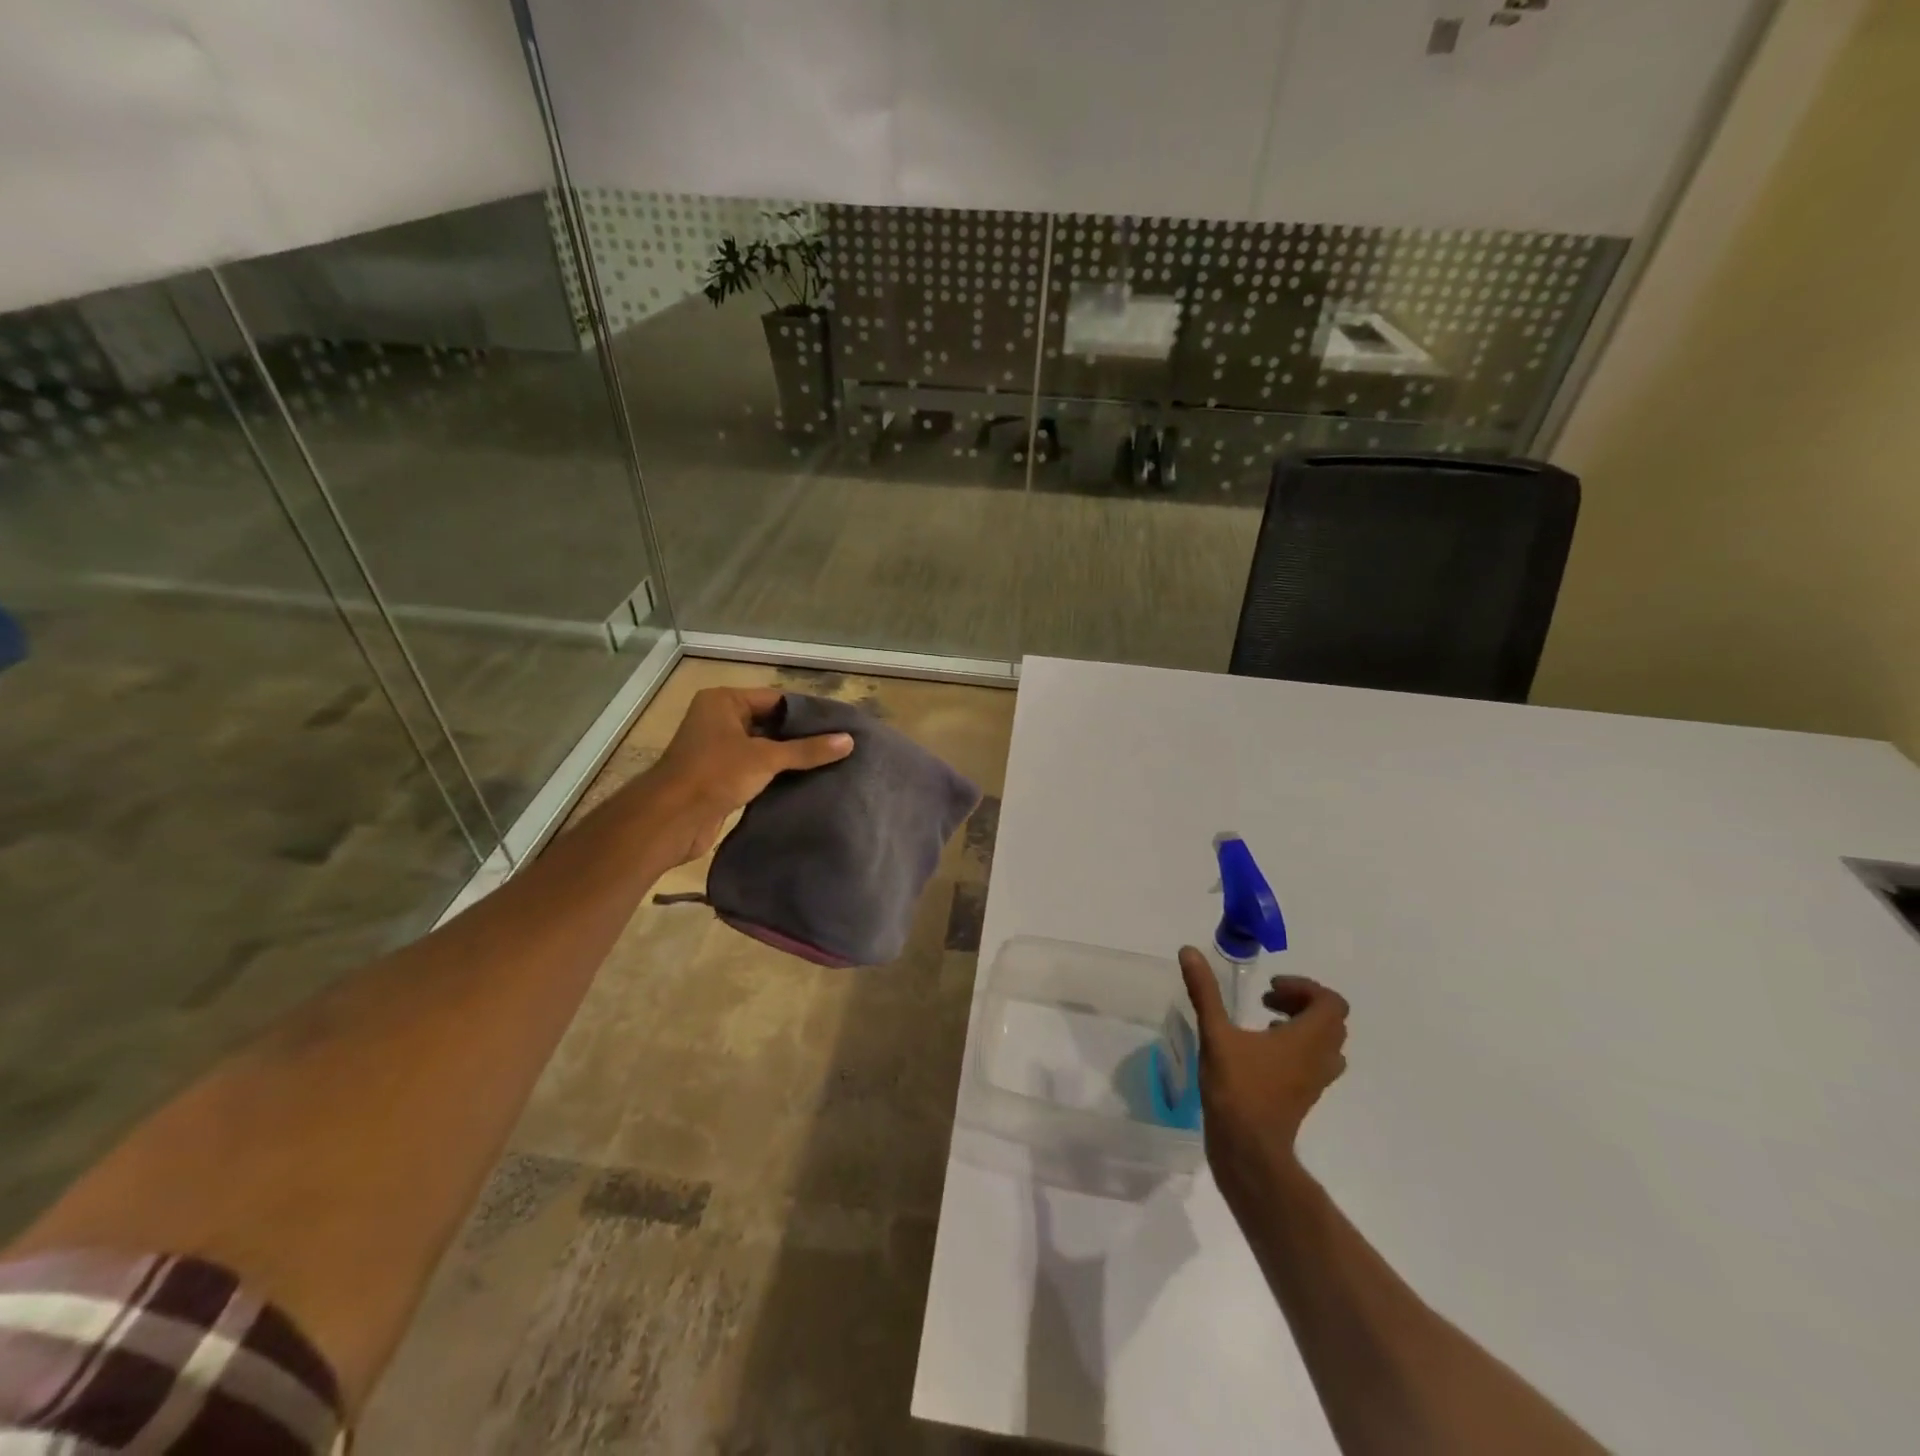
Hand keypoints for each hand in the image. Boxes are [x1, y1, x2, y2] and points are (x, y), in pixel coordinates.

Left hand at [644, 687, 853, 862]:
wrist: (671, 819)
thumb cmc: (715, 774)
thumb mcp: (766, 758)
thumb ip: (807, 750)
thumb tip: (849, 741)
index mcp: (724, 702)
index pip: (776, 699)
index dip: (807, 712)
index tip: (839, 724)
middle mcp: (719, 720)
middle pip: (770, 723)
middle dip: (801, 736)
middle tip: (840, 744)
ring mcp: (718, 750)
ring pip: (763, 748)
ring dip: (790, 758)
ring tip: (830, 763)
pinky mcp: (720, 777)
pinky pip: (756, 769)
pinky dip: (776, 775)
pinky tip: (805, 782)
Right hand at [1179, 947, 1347, 1194]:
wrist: (1248, 1149)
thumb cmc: (1237, 1088)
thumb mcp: (1216, 1033)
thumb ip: (1205, 992)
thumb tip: (1189, 951)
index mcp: (1308, 1038)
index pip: (1330, 1002)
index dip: (1303, 988)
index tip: (1269, 989)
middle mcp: (1320, 1057)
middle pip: (1331, 1021)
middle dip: (1301, 1004)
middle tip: (1268, 1001)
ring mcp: (1315, 1081)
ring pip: (1325, 1044)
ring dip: (1301, 1026)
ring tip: (1267, 1024)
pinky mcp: (1304, 1097)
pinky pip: (1313, 1063)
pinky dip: (1296, 1048)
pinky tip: (1260, 1052)